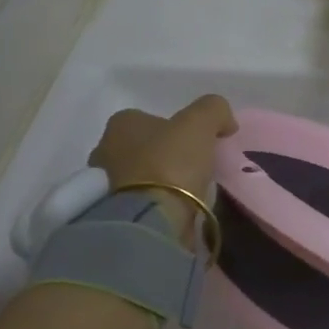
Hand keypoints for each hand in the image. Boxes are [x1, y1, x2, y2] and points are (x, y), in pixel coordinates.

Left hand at [89, 95, 237, 243]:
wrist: (151, 218)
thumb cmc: (170, 162)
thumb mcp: (200, 123)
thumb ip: (214, 110)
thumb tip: (225, 121)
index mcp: (121, 124)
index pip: (149, 119)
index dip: (174, 128)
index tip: (196, 143)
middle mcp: (104, 150)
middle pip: (142, 147)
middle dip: (163, 155)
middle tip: (193, 167)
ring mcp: (104, 185)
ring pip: (139, 176)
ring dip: (159, 181)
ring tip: (188, 192)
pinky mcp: (112, 215)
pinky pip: (140, 201)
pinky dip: (155, 203)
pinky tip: (175, 209)